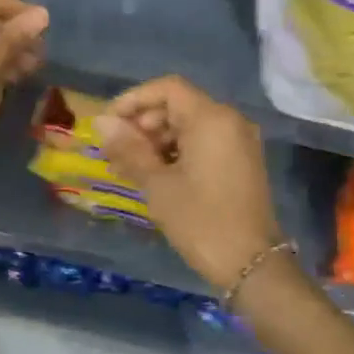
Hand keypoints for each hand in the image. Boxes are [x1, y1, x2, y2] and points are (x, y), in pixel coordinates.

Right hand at [95, 76, 283, 288]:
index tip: (109, 123)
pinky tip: (156, 175)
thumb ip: (129, 148)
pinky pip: (205, 142)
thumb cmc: (201, 221)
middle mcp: (230, 120)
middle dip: (144, 122)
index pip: (168, 88)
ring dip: (158, 139)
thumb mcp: (158, 185)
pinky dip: (179, 151)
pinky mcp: (242, 161)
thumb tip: (101, 121)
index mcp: (212, 118)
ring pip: (191, 125)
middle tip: (116, 151)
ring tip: (130, 167)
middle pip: (179, 105)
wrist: (252, 265)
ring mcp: (240, 141)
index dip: (134, 100)